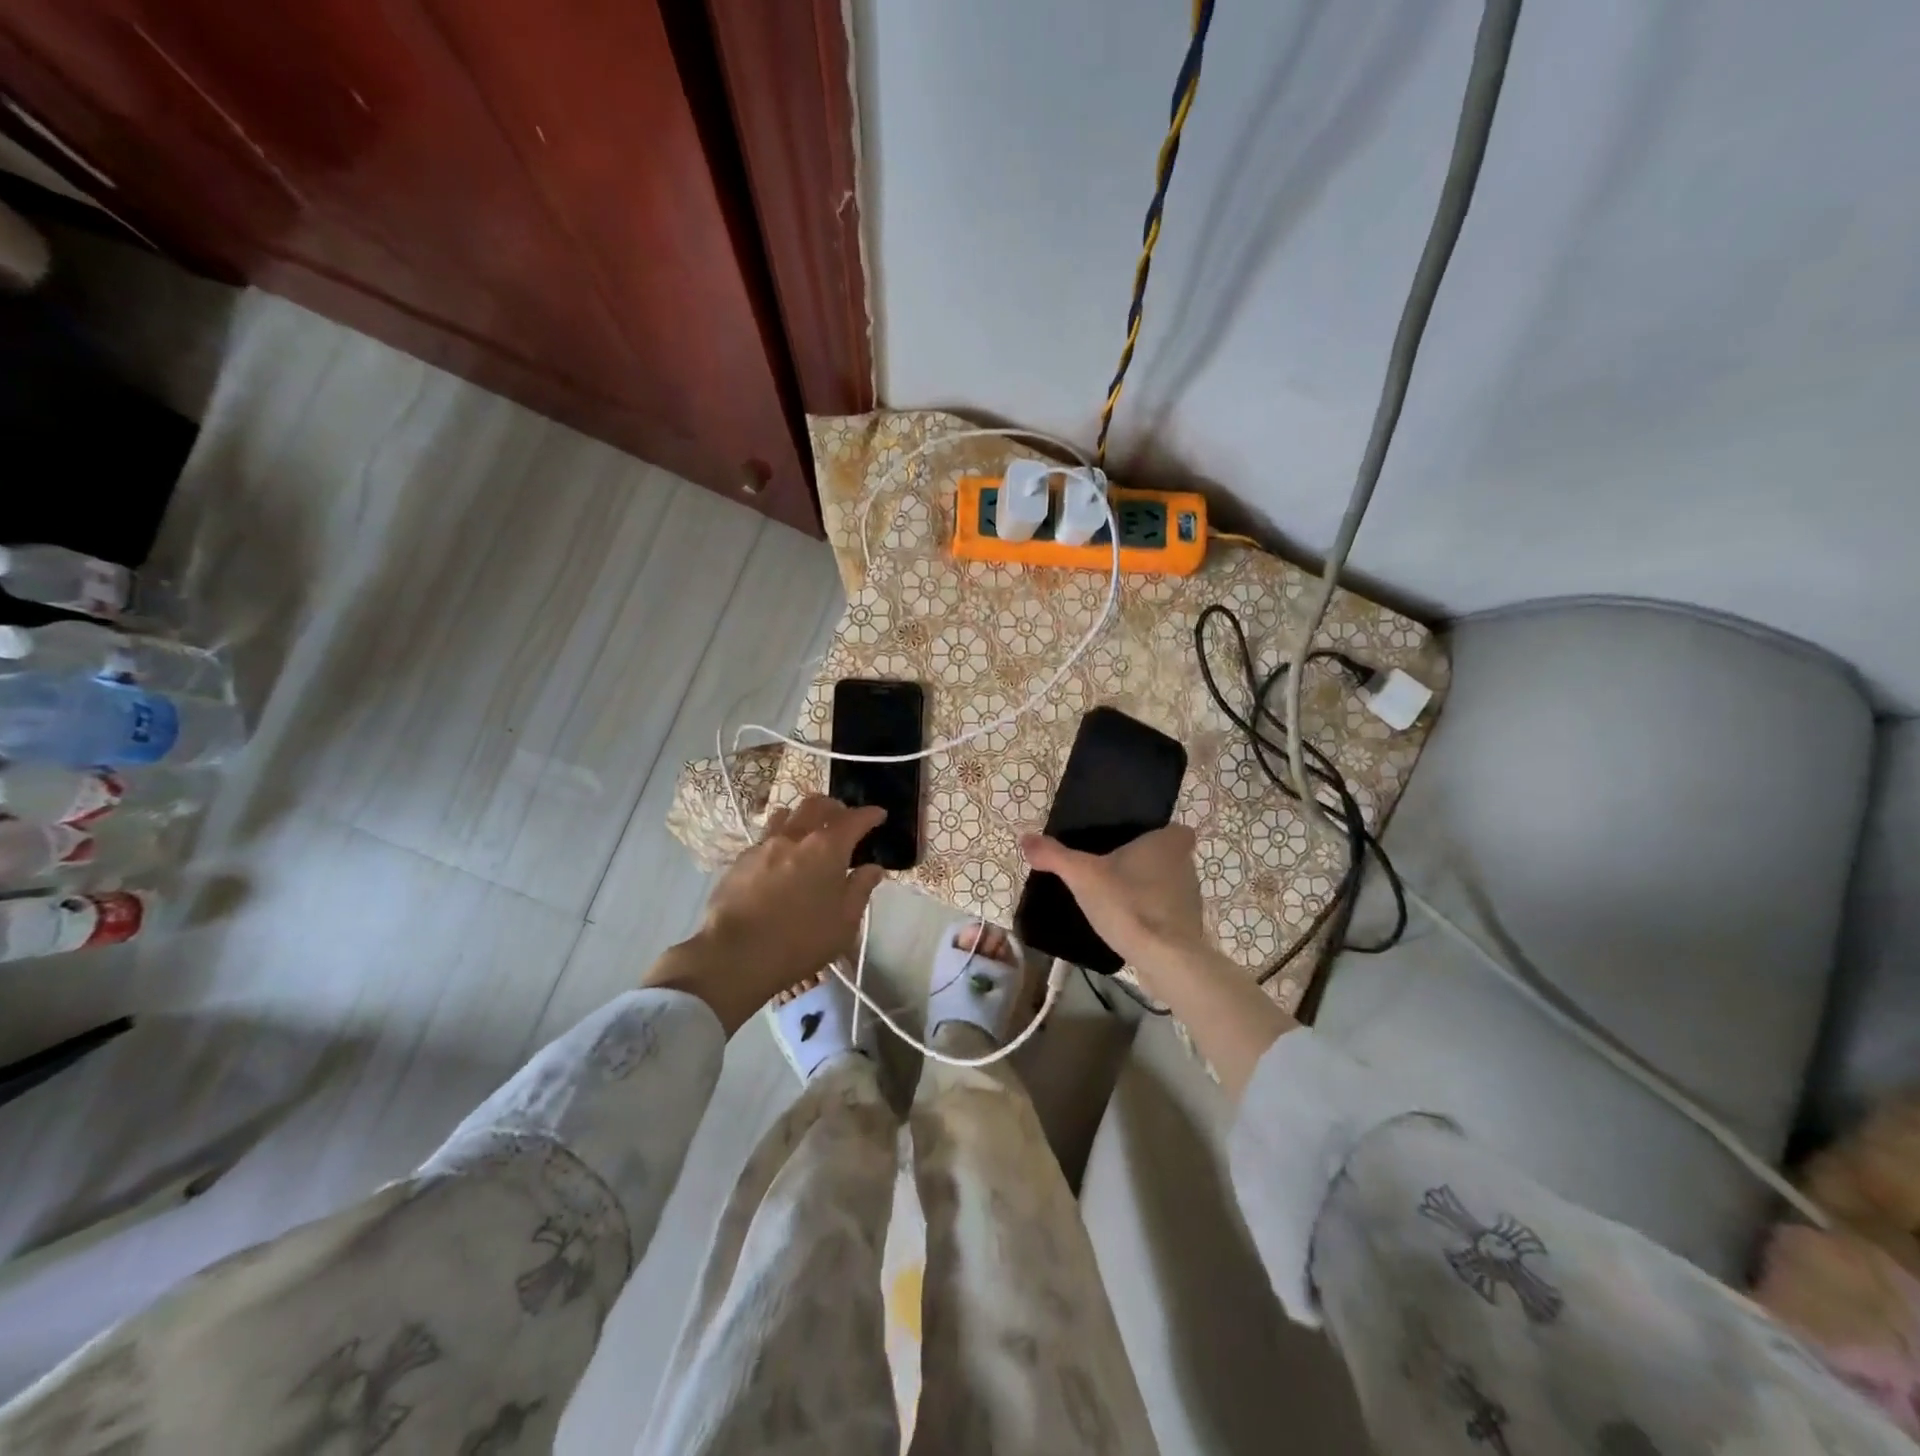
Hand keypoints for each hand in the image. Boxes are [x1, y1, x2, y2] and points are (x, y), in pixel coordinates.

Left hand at [645, 795, 885, 1033]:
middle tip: (844, 818)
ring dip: (803, 815)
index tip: (879, 815)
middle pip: (816, 805)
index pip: (854, 819)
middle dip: (834, 807)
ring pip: (786, 814)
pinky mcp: (740, 860)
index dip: (869, 814)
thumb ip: (860, 889)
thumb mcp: (845, 923)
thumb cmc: (800, 941)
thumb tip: (873, 868)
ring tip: (809, 829)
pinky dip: (780, 837)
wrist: (735, 954)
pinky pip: (765, 837)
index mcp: (827, 848)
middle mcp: (795, 837)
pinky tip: (780, 856)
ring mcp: (764, 846)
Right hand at [1019, 824, 1207, 969]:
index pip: (1176, 830)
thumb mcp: (1082, 876)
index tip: (1134, 843)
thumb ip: (1055, 856)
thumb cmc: (1128, 903)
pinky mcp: (1188, 931)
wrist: (1164, 958)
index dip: (1159, 834)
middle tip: (1114, 870)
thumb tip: (1025, 838)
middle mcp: (1187, 868)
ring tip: (1116, 899)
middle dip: (1146, 864)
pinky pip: (1167, 916)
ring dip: (1148, 891)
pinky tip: (1126, 927)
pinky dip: (1151, 918)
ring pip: (1169, 887)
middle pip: (1169, 858)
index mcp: (1169, 845)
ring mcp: (1191, 902)